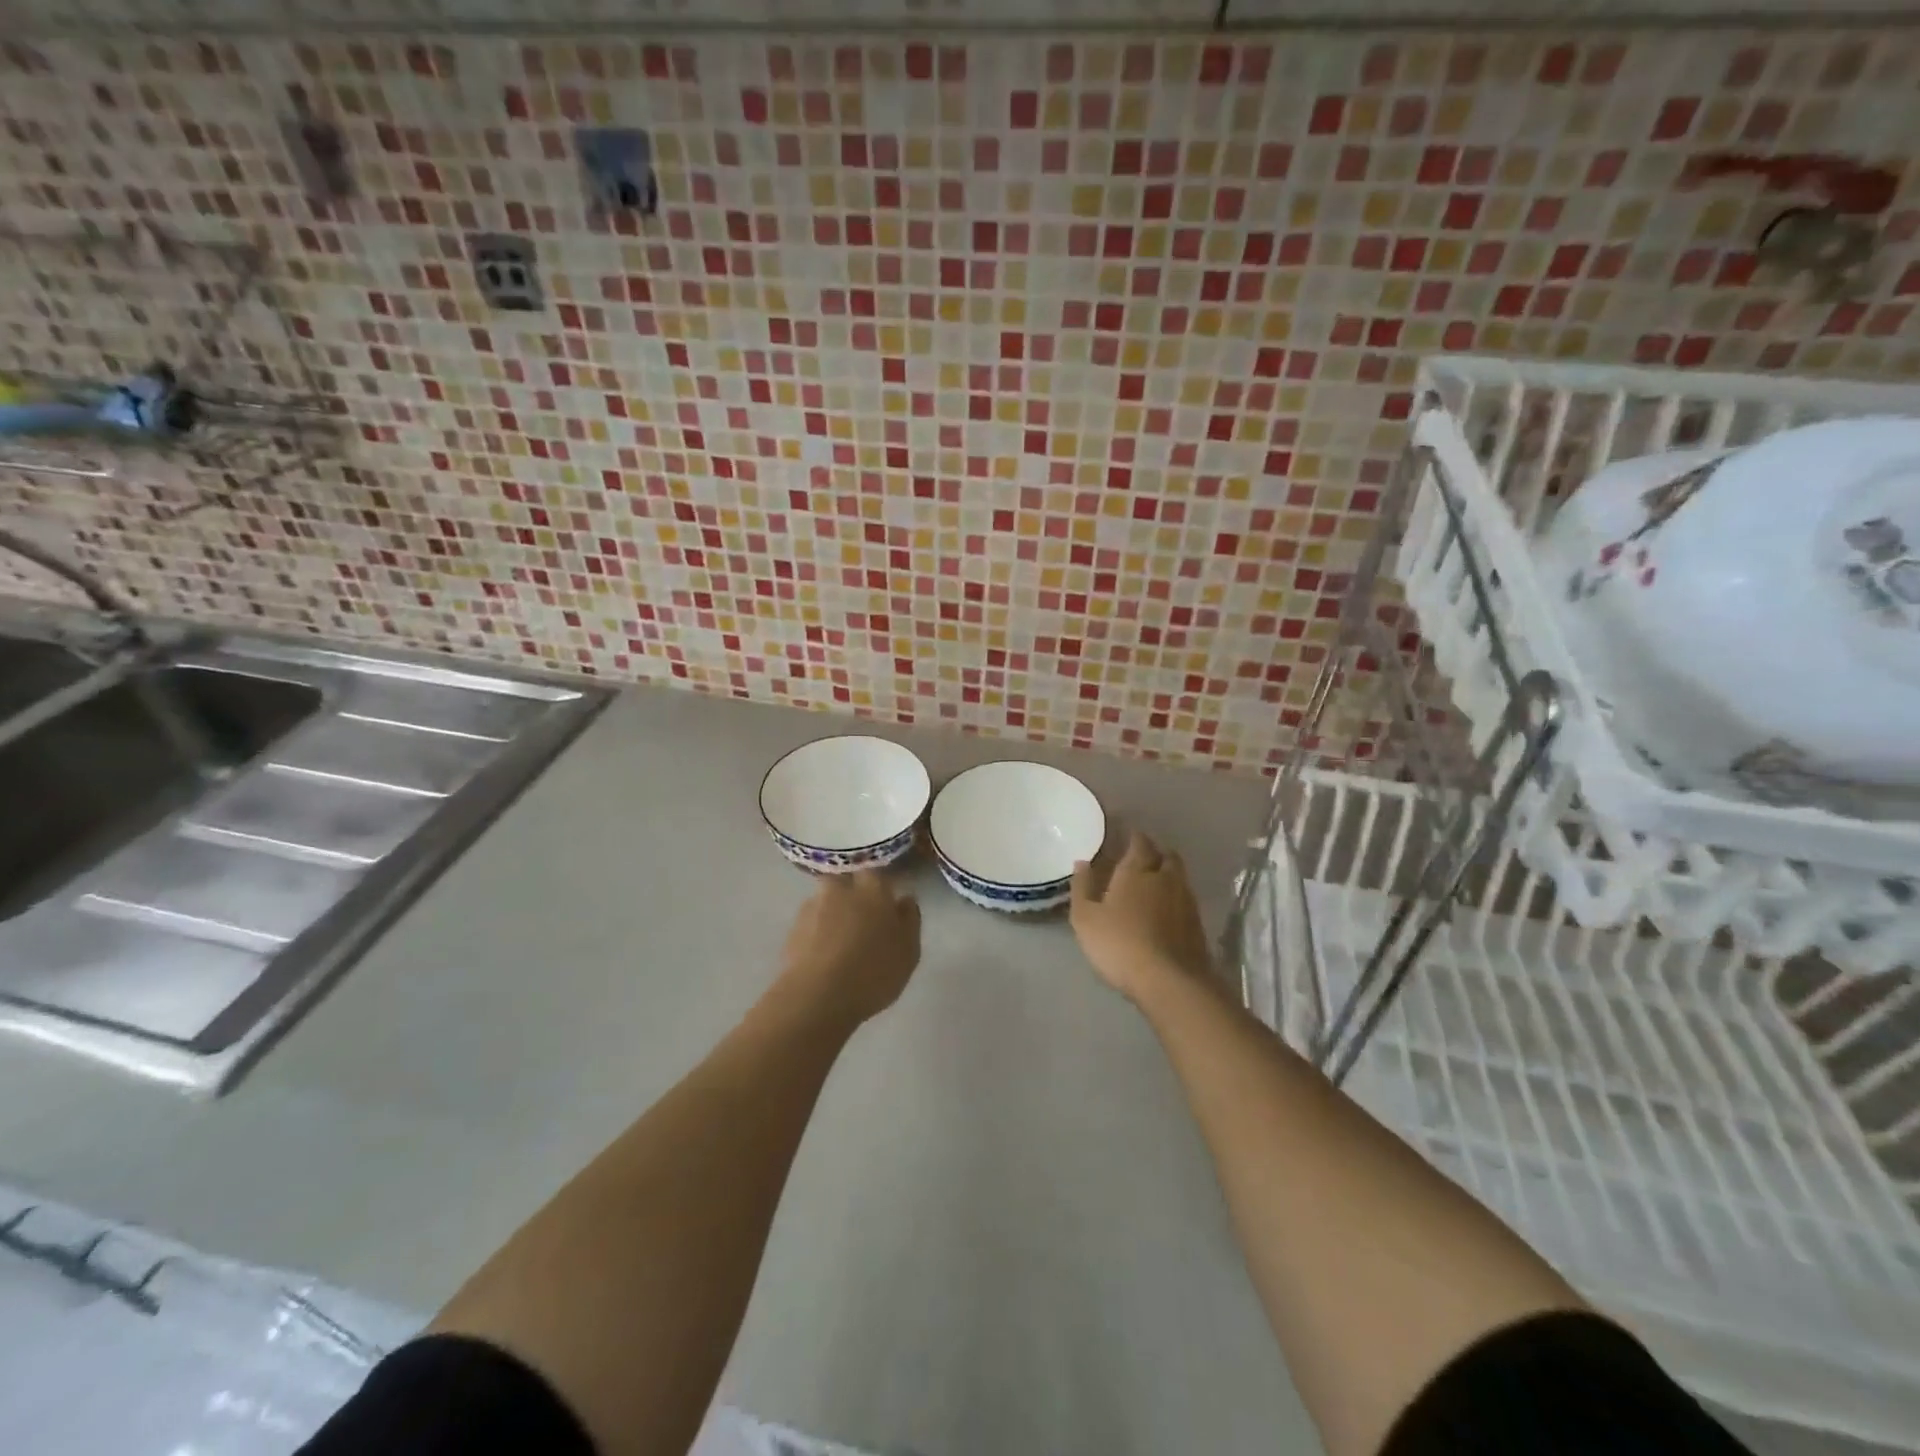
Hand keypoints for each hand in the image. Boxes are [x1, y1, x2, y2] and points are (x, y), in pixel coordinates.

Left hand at [778, 870, 921, 1027]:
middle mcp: (841, 888)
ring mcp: (813, 906)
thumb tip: (904, 899)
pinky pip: (810, 923)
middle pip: (847, 883)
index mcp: (874, 887)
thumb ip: (909, 919)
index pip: (878, 875)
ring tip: (840, 943)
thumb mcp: (909, 950)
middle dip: (853, 896)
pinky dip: (816, 933)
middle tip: (862, 923)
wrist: (819, 995)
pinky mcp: (792, 928)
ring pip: (826, 902)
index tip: (886, 907)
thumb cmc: (874, 971)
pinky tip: (823, 955)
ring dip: (833, 914)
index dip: (881, 889)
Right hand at [1070, 831, 1212, 1003]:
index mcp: (1137, 871)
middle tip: (1142, 858)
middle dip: (1155, 852)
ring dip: (1168, 874)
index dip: (1134, 837)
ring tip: (1154, 882)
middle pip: (1166, 855)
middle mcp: (1165, 878)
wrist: (1170, 981)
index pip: (1140, 842)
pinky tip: (1166, 909)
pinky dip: (1175, 898)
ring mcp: (1186, 900)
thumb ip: (1082, 887)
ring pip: (1179, 876)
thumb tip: (1082, 862)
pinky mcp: (1198, 924)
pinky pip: (1186, 899)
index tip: (1125, 837)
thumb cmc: (1120, 944)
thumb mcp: (1085, 918)